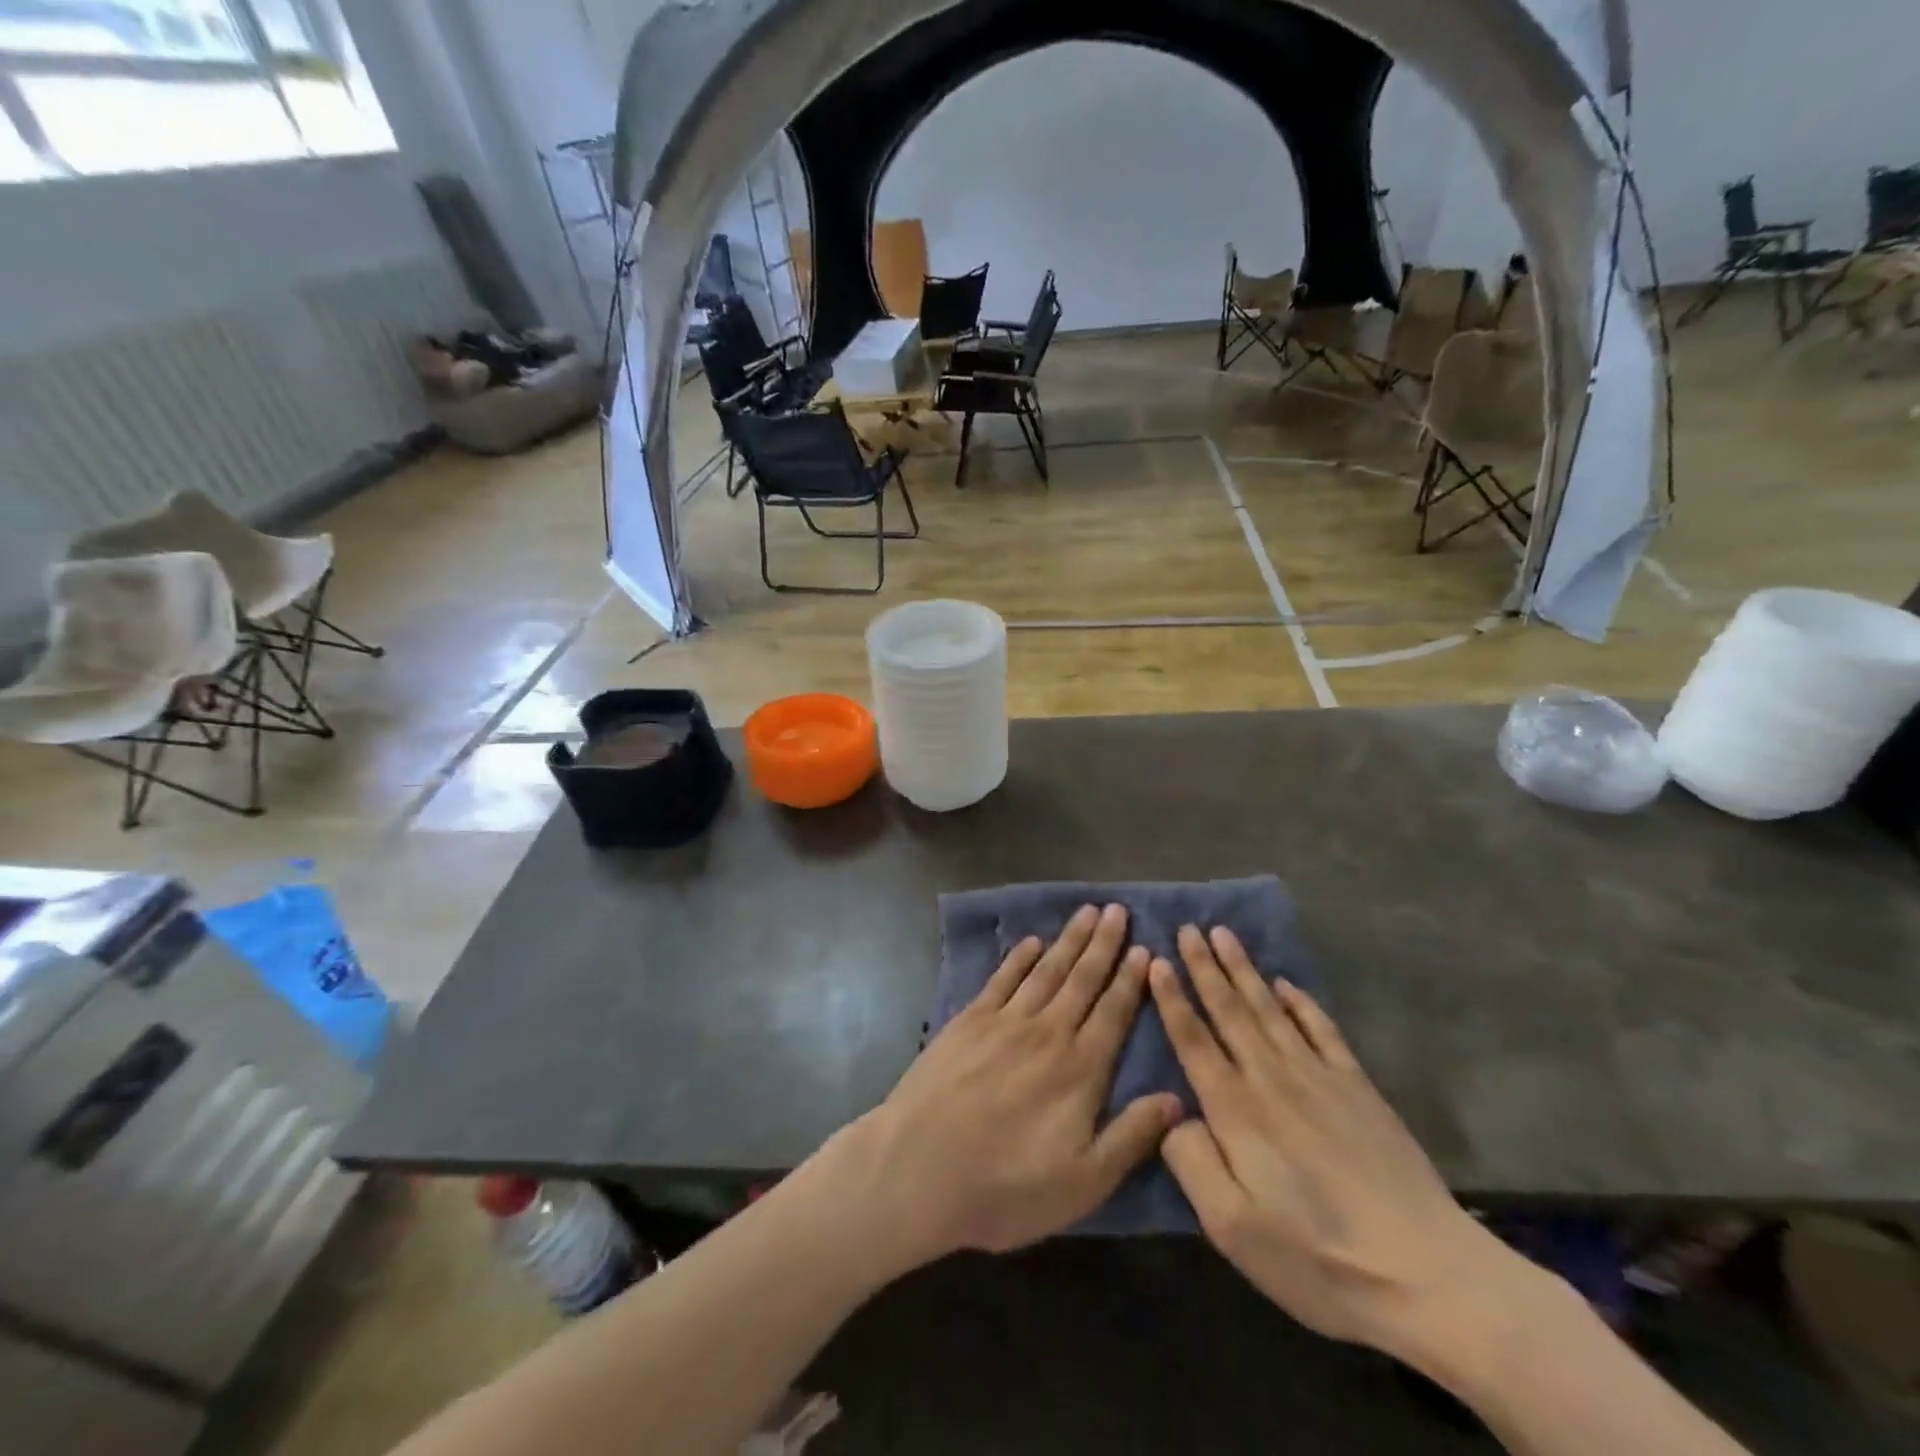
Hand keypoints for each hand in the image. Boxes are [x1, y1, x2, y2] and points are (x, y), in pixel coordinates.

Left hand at [844, 904, 1181, 1265]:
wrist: (919, 1168)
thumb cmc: (1006, 1186)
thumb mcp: (1083, 1182)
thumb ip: (1131, 1137)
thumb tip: (1177, 1100)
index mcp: (1080, 1069)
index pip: (1114, 1013)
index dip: (1130, 980)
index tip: (1144, 949)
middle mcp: (1047, 1033)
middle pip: (1082, 980)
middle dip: (1104, 944)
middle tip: (1119, 910)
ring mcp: (1005, 1022)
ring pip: (1046, 971)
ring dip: (1069, 940)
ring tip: (1087, 912)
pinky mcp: (969, 1021)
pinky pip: (1002, 979)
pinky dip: (1019, 958)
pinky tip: (1031, 942)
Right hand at [1151, 926, 1526, 1368]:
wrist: (1427, 1274)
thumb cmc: (1316, 1258)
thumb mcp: (1232, 1228)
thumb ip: (1192, 1162)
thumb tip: (1173, 1116)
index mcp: (1235, 1110)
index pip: (1194, 1039)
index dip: (1172, 999)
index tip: (1156, 960)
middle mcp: (1271, 1078)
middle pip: (1230, 1010)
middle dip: (1204, 967)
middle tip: (1187, 928)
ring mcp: (1319, 1078)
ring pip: (1270, 1009)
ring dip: (1243, 970)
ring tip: (1223, 935)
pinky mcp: (1358, 1088)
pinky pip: (1321, 1030)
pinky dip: (1301, 1002)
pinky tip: (1286, 984)